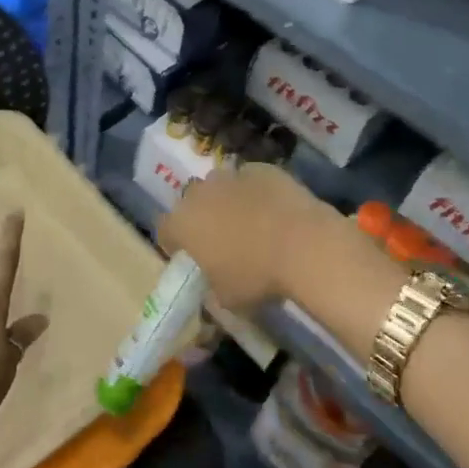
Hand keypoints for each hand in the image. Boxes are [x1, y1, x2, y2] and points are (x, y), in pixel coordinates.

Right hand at [158, 163, 341, 312]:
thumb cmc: (257, 276)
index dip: (174, 243)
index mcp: (182, 223)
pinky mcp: (262, 168)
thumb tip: (215, 286)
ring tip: (249, 222)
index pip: (164, 230)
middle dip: (200, 217)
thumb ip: (212, 288)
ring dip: (227, 200)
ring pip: (220, 186)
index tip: (189, 256)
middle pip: (191, 202)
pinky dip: (256, 192)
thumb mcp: (227, 299)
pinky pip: (250, 179)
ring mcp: (231, 176)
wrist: (304, 244)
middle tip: (220, 239)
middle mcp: (200, 193)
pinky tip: (274, 210)